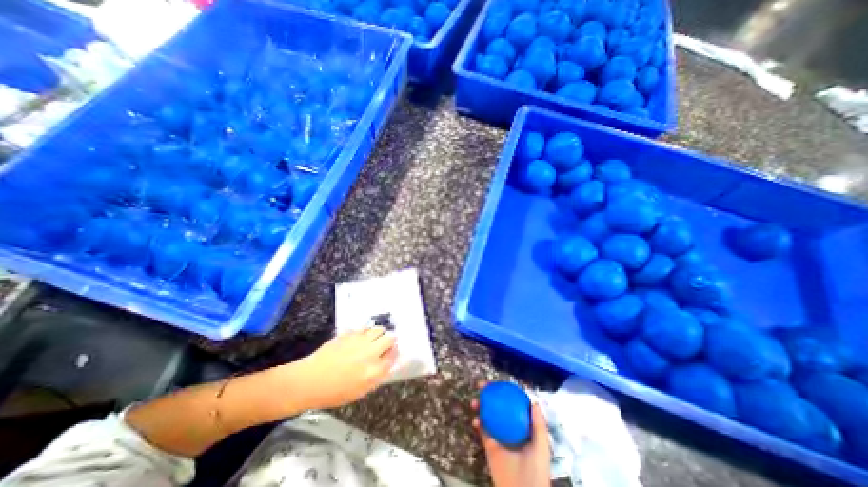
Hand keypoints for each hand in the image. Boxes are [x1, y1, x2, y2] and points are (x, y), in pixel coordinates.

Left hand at [292, 327, 398, 411]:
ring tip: (373, 340)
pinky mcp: (349, 333)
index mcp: (374, 370)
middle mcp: (370, 352)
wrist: (310, 380)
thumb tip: (389, 365)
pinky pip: (363, 328)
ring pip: (379, 329)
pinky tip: (358, 339)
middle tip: (383, 347)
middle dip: (389, 341)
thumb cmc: (334, 392)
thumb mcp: (360, 391)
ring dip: (379, 334)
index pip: (393, 356)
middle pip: (390, 338)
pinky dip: (365, 332)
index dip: (394, 354)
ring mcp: (360, 340)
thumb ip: (377, 377)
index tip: (391, 355)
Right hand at [471, 386, 552, 486]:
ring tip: (475, 402)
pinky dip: (478, 423)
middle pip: (498, 405)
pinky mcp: (490, 445)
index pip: (512, 404)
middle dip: (489, 394)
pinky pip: (482, 430)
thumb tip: (533, 402)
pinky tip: (476, 420)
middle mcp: (509, 427)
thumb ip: (538, 425)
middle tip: (482, 385)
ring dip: (480, 406)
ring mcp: (499, 435)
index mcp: (521, 425)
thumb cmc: (536, 468)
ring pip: (487, 414)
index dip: (505, 391)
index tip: (498, 383)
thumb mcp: (541, 446)